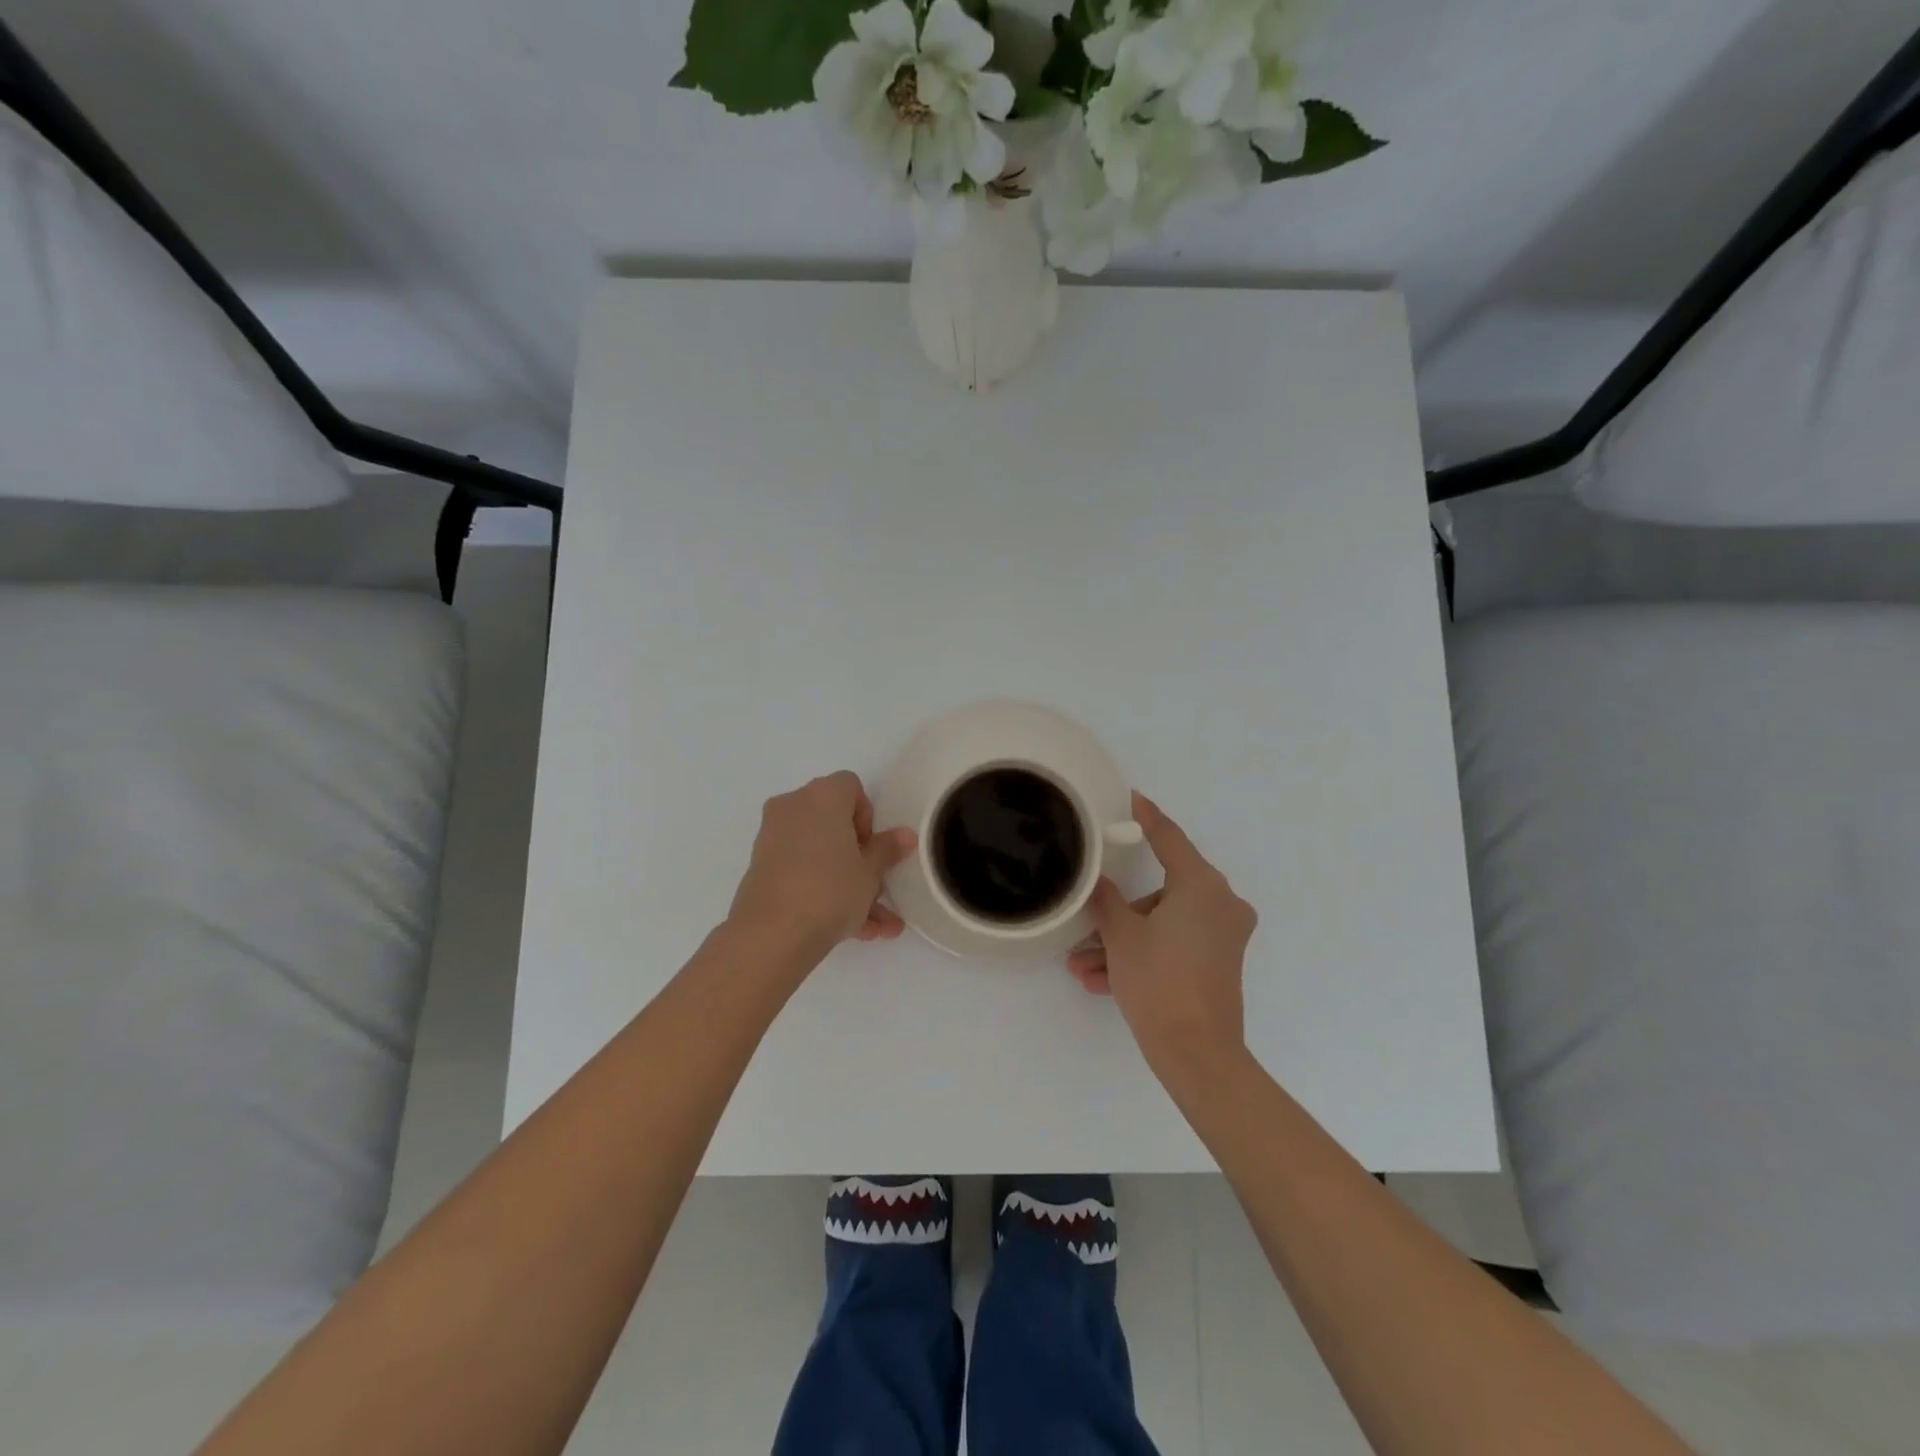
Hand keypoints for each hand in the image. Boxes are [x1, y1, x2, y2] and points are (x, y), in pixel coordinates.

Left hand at [727, 771, 916, 964]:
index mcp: (822, 796)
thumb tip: (905, 835)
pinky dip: (822, 890)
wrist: (771, 935)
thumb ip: (887, 850)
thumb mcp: (870, 873)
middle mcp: (793, 806)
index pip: (850, 787)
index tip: (871, 848)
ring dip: (846, 882)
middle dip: (858, 855)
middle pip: (833, 821)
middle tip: (875, 886)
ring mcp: (772, 837)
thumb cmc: (830, 890)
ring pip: (819, 853)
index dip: (867, 816)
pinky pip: (801, 871)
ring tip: (876, 926)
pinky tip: (854, 931)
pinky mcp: (761, 868)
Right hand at [1066, 792, 1257, 1077]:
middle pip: (1159, 892)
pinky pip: (1174, 945)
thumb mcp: (1122, 936)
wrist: (1196, 1053)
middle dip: (1118, 914)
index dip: (1147, 818)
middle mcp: (1220, 903)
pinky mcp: (1220, 961)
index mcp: (1201, 886)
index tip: (1133, 798)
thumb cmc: (1158, 982)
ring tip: (1084, 966)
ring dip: (1123, 942)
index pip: (1169, 838)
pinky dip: (1144, 955)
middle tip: (1086, 928)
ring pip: (1162, 924)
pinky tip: (1103, 981)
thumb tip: (1099, 882)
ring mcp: (1223, 934)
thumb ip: (1107, 899)